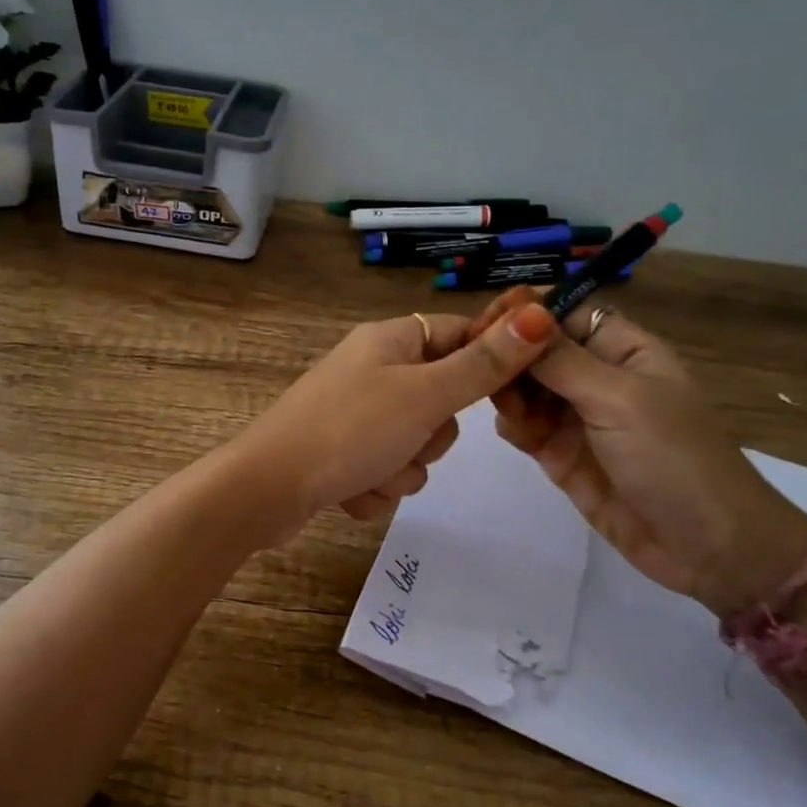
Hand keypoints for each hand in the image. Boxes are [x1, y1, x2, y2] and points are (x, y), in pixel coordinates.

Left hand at [231, 300, 559, 540]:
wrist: (266, 489)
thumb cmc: (348, 431)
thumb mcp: (424, 396)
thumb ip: (482, 365)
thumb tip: (540, 314)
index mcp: (389, 341)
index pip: (459, 334)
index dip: (486, 364)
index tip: (504, 398)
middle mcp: (371, 371)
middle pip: (441, 400)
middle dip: (431, 436)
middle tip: (408, 439)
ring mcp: (353, 415)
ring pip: (414, 446)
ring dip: (401, 471)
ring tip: (370, 472)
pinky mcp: (340, 455)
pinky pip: (384, 473)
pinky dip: (374, 489)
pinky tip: (350, 492)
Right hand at [473, 288, 806, 611]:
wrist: (705, 547)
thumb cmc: (673, 458)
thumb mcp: (620, 399)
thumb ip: (563, 361)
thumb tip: (519, 316)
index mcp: (624, 351)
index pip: (566, 313)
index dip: (527, 311)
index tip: (487, 321)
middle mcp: (597, 378)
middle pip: (537, 350)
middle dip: (509, 355)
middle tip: (480, 367)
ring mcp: (577, 418)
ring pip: (524, 387)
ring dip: (507, 391)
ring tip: (505, 407)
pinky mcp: (560, 454)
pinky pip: (523, 426)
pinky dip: (512, 423)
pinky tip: (515, 431)